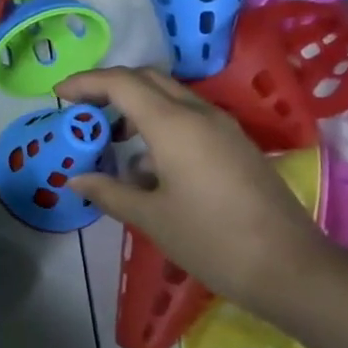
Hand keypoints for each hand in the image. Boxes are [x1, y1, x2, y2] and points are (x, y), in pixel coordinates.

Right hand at [57, 67, 338, 317]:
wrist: (289, 267)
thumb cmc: (211, 240)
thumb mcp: (150, 218)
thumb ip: (109, 192)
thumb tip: (76, 179)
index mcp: (173, 125)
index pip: (121, 83)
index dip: (86, 82)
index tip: (58, 94)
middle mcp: (199, 114)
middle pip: (147, 79)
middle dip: (109, 87)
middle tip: (81, 109)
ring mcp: (223, 127)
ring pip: (170, 96)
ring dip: (135, 106)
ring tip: (110, 139)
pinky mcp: (235, 145)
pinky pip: (189, 117)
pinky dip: (159, 124)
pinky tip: (148, 165)